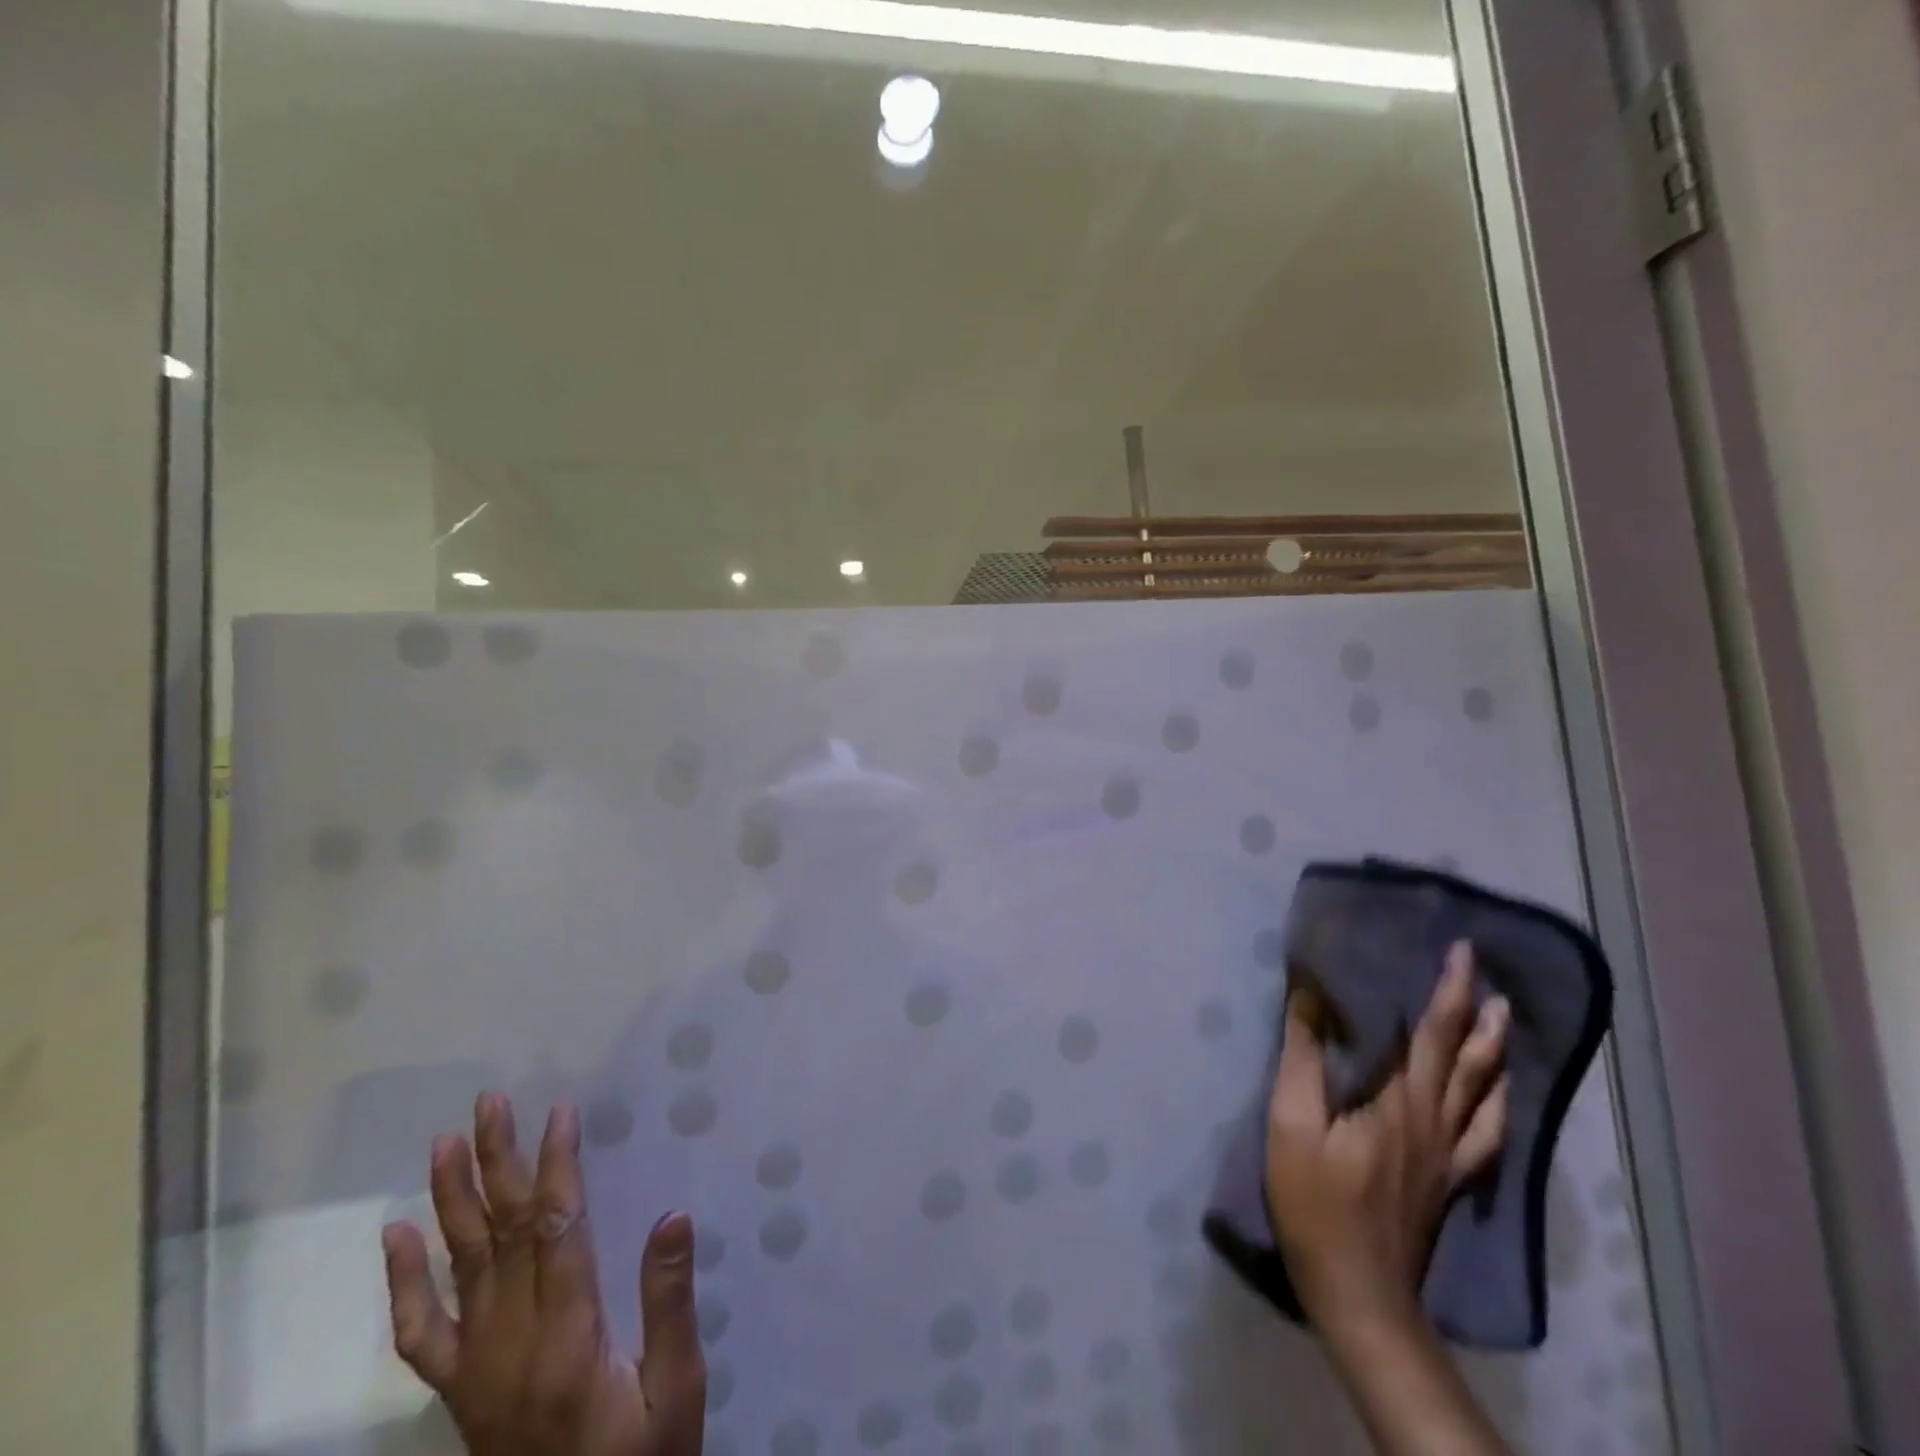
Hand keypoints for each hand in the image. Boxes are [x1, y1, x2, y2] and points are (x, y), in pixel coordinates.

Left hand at [381, 1093, 705, 1455]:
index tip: (560, 1113)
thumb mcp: (676, 1388)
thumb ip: (669, 1303)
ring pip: (461, 1268)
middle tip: (489, 1105)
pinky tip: (398, 1237)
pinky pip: (421, 1334)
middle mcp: (512, 1343)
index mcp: (569, 1336)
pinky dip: (404, 1284)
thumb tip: (673, 1216)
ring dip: (451, 1201)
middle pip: (503, 1234)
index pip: (558, 1230)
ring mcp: (476, 1368)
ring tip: (445, 1144)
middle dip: (498, 1162)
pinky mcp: (460, 1390)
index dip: (558, 1166)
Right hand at [1265, 941, 1509, 1335]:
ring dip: (1496, 1053)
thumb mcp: (1292, 1123)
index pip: (1432, 1035)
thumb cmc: (1316, 1203)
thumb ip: (1302, 1057)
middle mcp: (1437, 1123)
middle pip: (1466, 1059)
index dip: (1449, 992)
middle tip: (1486, 974)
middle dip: (1476, 1012)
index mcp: (1401, 1103)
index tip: (1461, 952)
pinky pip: (1487, 1135)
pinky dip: (1499, 1106)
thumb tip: (1309, 996)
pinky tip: (1499, 1097)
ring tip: (1504, 1022)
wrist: (1359, 1293)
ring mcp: (1450, 1156)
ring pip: (1486, 1095)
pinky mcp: (1449, 1181)